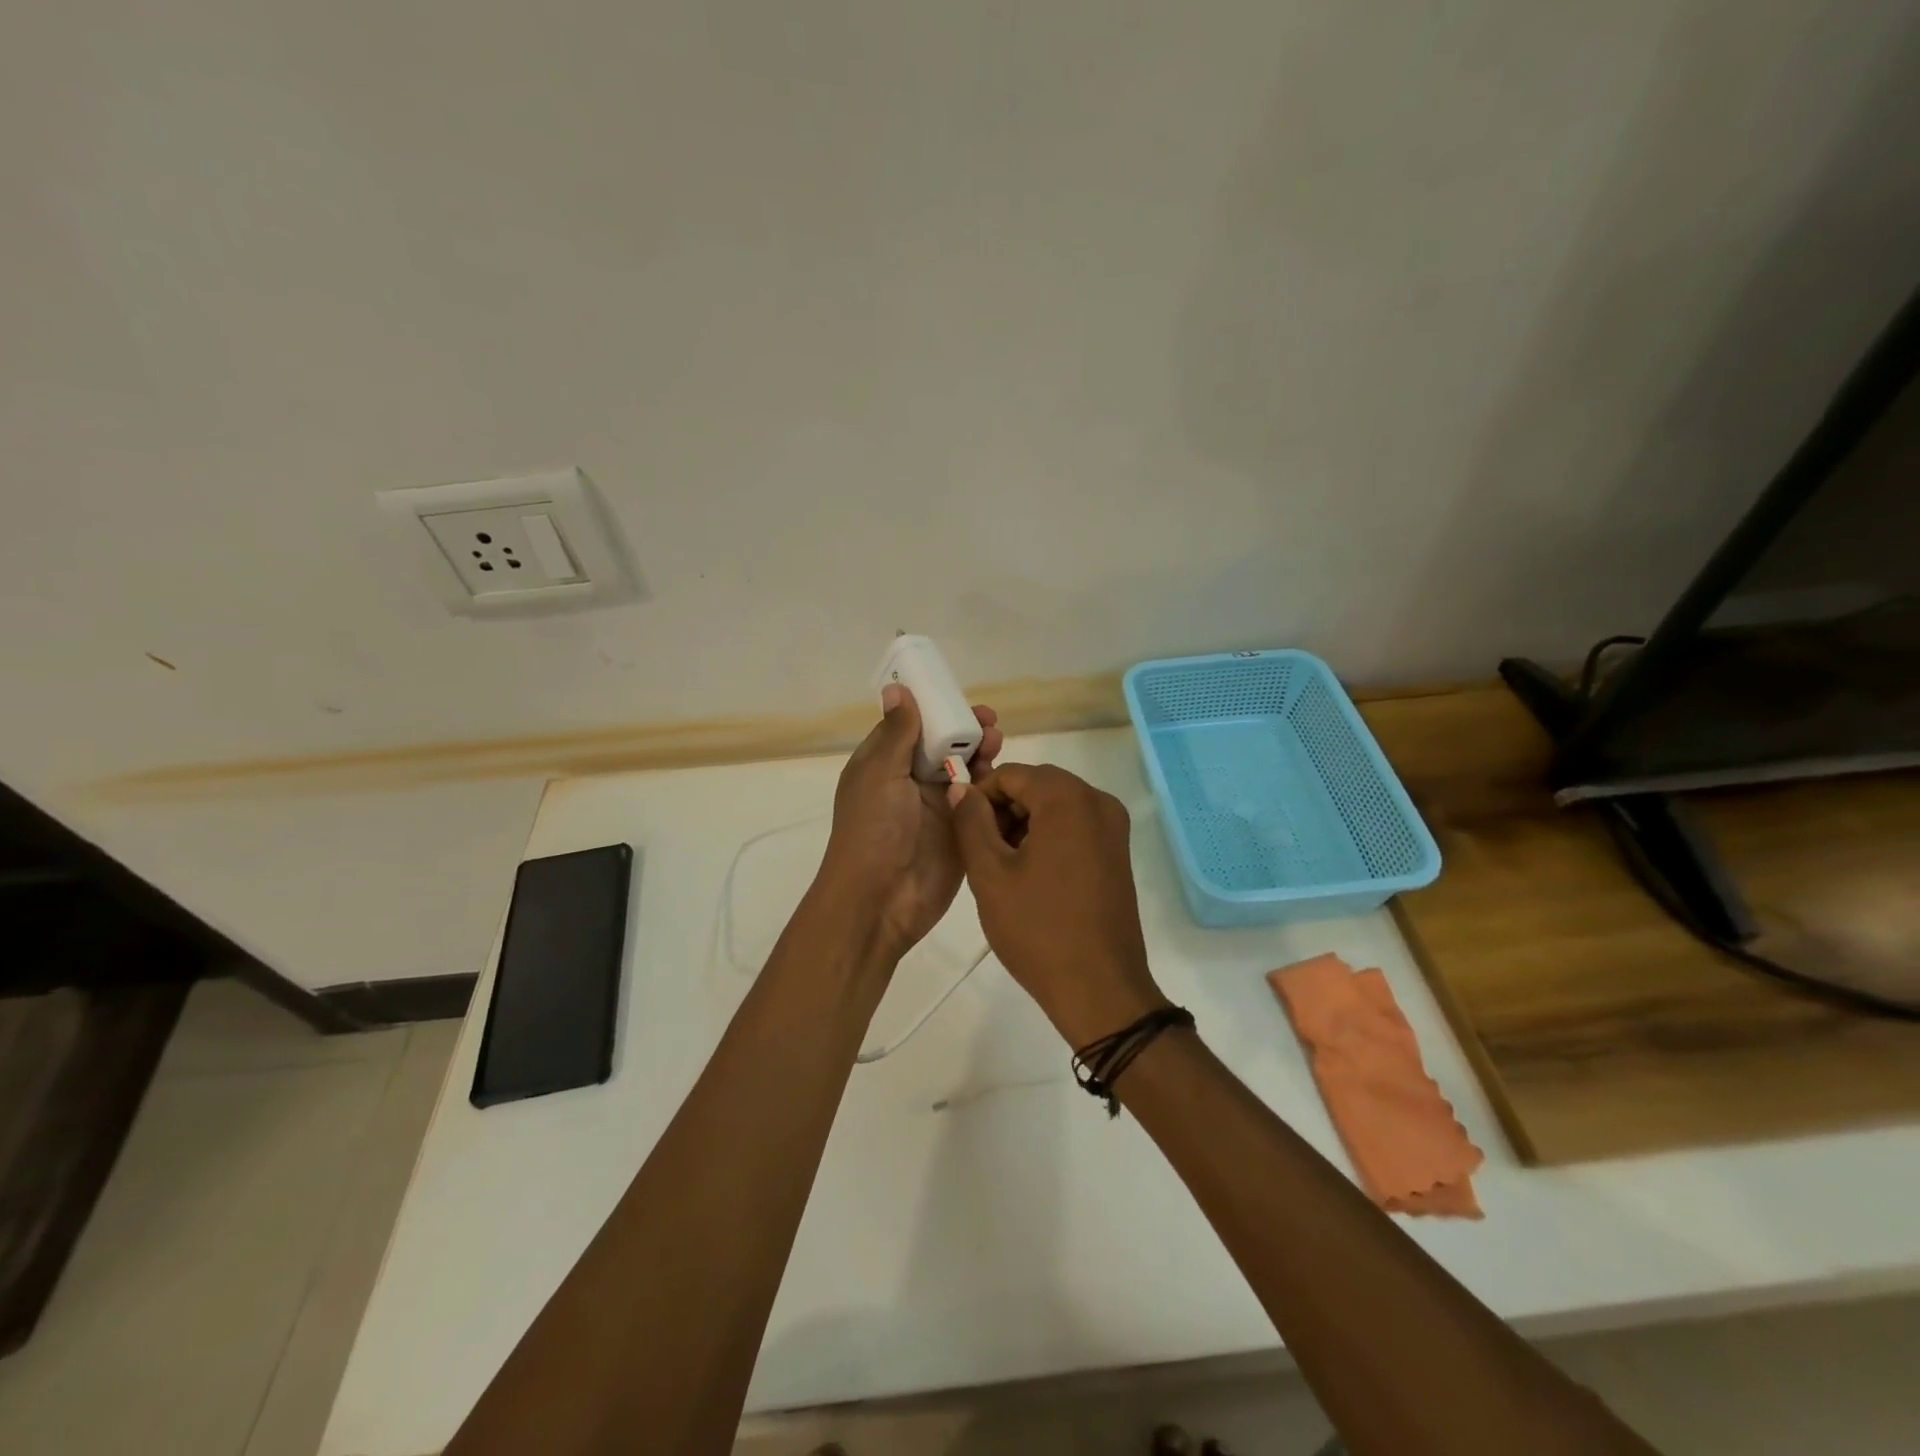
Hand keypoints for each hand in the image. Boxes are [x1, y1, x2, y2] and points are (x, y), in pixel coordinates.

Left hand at [815, 685, 1001, 959]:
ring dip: (981, 754)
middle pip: (944, 745)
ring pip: (966, 770)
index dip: (937, 709)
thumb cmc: (873, 830)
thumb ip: (898, 732)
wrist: (881, 900)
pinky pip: (980, 802)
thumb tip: (897, 688)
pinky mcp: (961, 831)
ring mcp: (938, 807)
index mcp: (885, 764)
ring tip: (996, 744)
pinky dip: (991, 787)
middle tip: (990, 724)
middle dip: (966, 730)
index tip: (961, 698)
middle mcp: (911, 782)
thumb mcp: (880, 773)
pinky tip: (1000, 777)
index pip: (913, 726)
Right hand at [950, 763, 1168, 1045]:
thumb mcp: (990, 873)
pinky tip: (1029, 877)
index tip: (963, 831)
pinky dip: (1047, 839)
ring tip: (1001, 869)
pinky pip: (1074, 828)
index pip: (1012, 774)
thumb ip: (970, 821)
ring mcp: (1113, 828)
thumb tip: (961, 788)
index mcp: (1069, 798)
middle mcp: (1098, 802)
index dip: (980, 796)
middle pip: (1036, 787)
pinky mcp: (1117, 853)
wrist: (1099, 989)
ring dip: (1023, 826)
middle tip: (980, 853)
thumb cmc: (1039, 929)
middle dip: (1003, 811)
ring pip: (1055, 807)